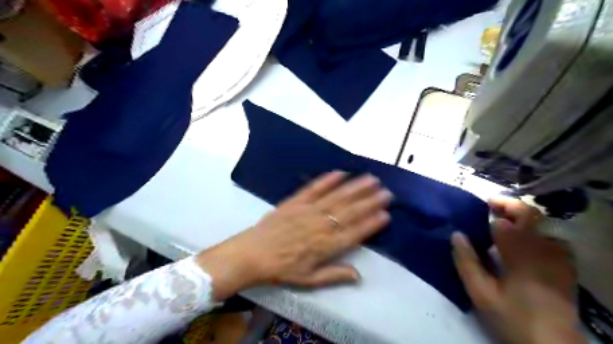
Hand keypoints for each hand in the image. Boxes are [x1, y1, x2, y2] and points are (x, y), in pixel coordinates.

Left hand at [196, 171, 392, 300]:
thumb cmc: (282, 269)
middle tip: (386, 192)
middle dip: (370, 201)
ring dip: (355, 188)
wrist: (252, 254)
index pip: (354, 233)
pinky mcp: (295, 201)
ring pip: (336, 197)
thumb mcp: (309, 279)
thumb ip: (334, 275)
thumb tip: (359, 276)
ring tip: (370, 179)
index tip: (386, 214)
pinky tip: (340, 173)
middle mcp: (320, 226)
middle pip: (350, 212)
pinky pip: (313, 188)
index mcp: (325, 247)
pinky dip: (327, 180)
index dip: (371, 224)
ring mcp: (308, 211)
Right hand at [451, 196, 585, 342]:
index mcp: (522, 256)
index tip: (475, 216)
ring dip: (521, 216)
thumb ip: (467, 262)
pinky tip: (523, 240)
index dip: (489, 217)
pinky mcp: (565, 265)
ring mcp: (558, 257)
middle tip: (489, 204)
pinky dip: (534, 231)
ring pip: (542, 223)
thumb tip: (456, 234)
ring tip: (503, 219)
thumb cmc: (513, 317)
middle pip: (530, 215)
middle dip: (509, 205)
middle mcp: (544, 250)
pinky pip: (550, 237)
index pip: (505, 224)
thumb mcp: (481, 294)